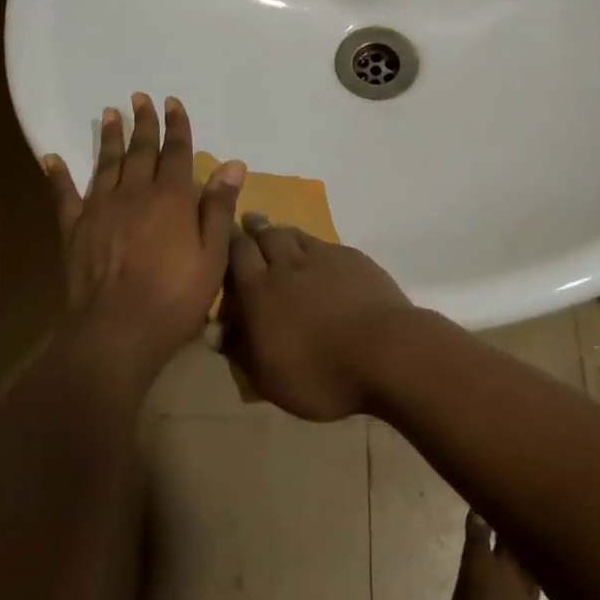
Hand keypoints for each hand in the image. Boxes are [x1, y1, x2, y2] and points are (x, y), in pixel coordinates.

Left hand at [41, 95, 244, 378]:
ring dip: (109, 137)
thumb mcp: (212, 256)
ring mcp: (100, 208)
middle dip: (143, 122)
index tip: (172, 102)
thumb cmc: (174, 296)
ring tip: (110, 113)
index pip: (176, 151)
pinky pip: (63, 195)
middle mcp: (134, 192)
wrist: (116, 331)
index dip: (177, 125)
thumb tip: (233, 164)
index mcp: (171, 197)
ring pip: (106, 163)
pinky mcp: (74, 228)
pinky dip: (57, 175)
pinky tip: (50, 158)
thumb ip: (219, 207)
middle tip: (140, 97)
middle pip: (140, 150)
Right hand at [222, 216, 413, 420]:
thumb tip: (214, 331)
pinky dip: (313, 245)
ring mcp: (323, 257)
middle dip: (254, 228)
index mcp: (259, 291)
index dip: (228, 241)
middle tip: (248, 221)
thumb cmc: (320, 374)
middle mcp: (287, 265)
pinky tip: (317, 252)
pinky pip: (325, 244)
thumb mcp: (269, 378)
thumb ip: (240, 350)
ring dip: (282, 231)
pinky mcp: (353, 259)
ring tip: (276, 230)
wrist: (385, 353)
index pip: (236, 254)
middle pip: (265, 236)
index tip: (224, 233)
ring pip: (295, 235)